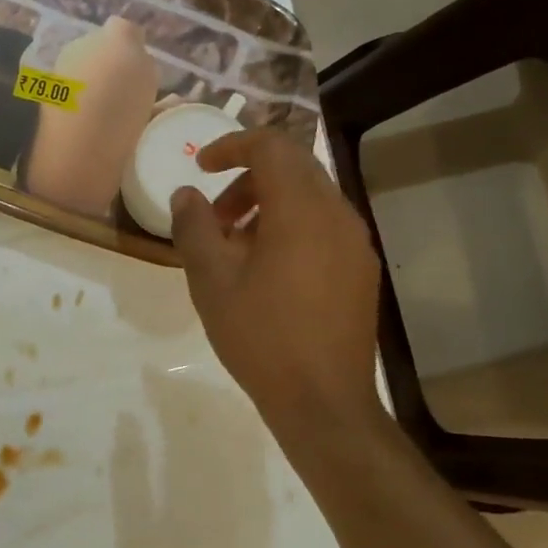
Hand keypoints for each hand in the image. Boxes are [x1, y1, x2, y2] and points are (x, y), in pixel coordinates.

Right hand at [171, 129, 382, 430]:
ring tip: (236, 250)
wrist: (322, 400)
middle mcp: (337, 214)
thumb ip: (194, 228)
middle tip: (215, 218)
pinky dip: (292, 228)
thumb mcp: (211, 281)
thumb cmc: (261, 337)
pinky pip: (324, 227)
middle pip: (293, 169)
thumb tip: (186, 195)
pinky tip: (268, 272)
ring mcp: (356, 243)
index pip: (270, 147)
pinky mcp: (361, 270)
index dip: (230, 146)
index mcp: (300, 209)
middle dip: (247, 180)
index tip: (200, 167)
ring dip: (269, 206)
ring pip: (310, 198)